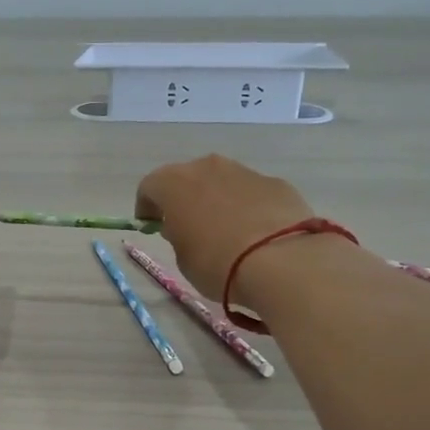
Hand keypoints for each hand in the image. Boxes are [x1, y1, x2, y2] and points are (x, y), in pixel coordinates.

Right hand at [135, 154, 317, 301]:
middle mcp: (207, 167)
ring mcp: (244, 171)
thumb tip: (186, 227)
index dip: (146, 208)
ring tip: (225, 231)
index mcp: (174, 183)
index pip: (149, 187)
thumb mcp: (183, 258)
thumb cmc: (217, 262)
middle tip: (187, 226)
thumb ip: (179, 236)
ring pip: (220, 182)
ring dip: (217, 200)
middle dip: (183, 199)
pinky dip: (247, 207)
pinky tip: (255, 234)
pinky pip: (251, 193)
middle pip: (186, 178)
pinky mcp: (275, 182)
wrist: (282, 261)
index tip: (151, 226)